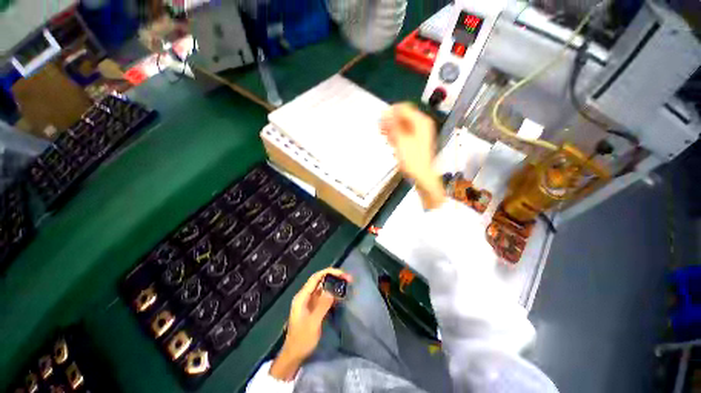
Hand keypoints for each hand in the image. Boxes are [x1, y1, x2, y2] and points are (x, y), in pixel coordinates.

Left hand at [270, 268, 352, 380]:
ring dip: (334, 284)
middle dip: (334, 277)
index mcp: (302, 297)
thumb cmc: (302, 340)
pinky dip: (332, 294)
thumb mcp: (314, 323)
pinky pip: (324, 296)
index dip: (329, 272)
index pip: (316, 277)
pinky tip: (341, 295)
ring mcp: (309, 301)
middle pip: (320, 280)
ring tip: (347, 284)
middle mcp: (305, 296)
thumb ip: (323, 305)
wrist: (294, 355)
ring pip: (323, 287)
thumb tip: (333, 290)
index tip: (342, 273)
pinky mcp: (313, 307)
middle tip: (348, 278)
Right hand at [381, 103, 445, 209]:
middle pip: (402, 116)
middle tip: (381, 129)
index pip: (403, 108)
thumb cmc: (414, 160)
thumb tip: (386, 113)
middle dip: (391, 122)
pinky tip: (391, 141)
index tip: (381, 119)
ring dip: (392, 129)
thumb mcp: (401, 141)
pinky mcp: (415, 140)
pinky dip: (396, 135)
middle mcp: (421, 125)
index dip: (391, 112)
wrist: (422, 175)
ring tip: (385, 136)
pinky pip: (404, 132)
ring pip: (402, 125)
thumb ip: (393, 126)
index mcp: (421, 122)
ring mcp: (419, 133)